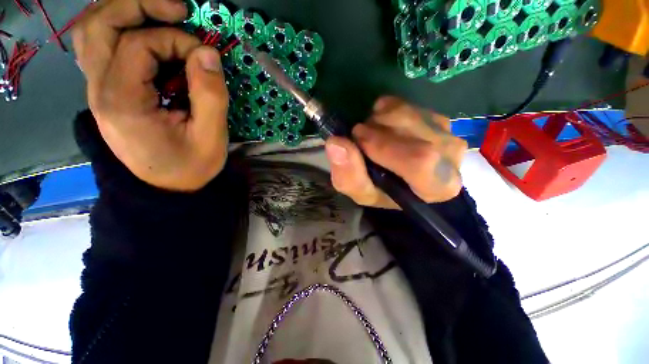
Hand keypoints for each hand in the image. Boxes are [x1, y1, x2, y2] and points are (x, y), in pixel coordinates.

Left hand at [72, 0, 229, 191]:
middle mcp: (99, 90)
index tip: (205, 57)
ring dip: (126, 13)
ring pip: (94, 29)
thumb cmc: (191, 167)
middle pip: (99, 23)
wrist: (168, 188)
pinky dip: (122, 30)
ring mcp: (98, 89)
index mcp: (123, 103)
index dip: (176, 40)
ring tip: (163, 17)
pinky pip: (102, 46)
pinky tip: (149, 39)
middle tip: (177, 11)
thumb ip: (210, 96)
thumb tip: (208, 54)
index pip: (138, 44)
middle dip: (139, 5)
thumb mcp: (211, 138)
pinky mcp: (107, 91)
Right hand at [325, 96, 466, 208]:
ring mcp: (446, 131)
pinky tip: (381, 126)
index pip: (420, 161)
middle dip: (375, 131)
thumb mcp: (362, 193)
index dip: (384, 147)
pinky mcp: (434, 115)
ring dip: (377, 121)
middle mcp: (450, 157)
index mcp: (437, 186)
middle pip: (411, 131)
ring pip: (405, 112)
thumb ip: (349, 175)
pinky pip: (404, 103)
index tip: (357, 139)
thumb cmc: (382, 191)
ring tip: (370, 135)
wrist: (399, 178)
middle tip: (359, 138)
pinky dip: (383, 111)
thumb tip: (336, 143)